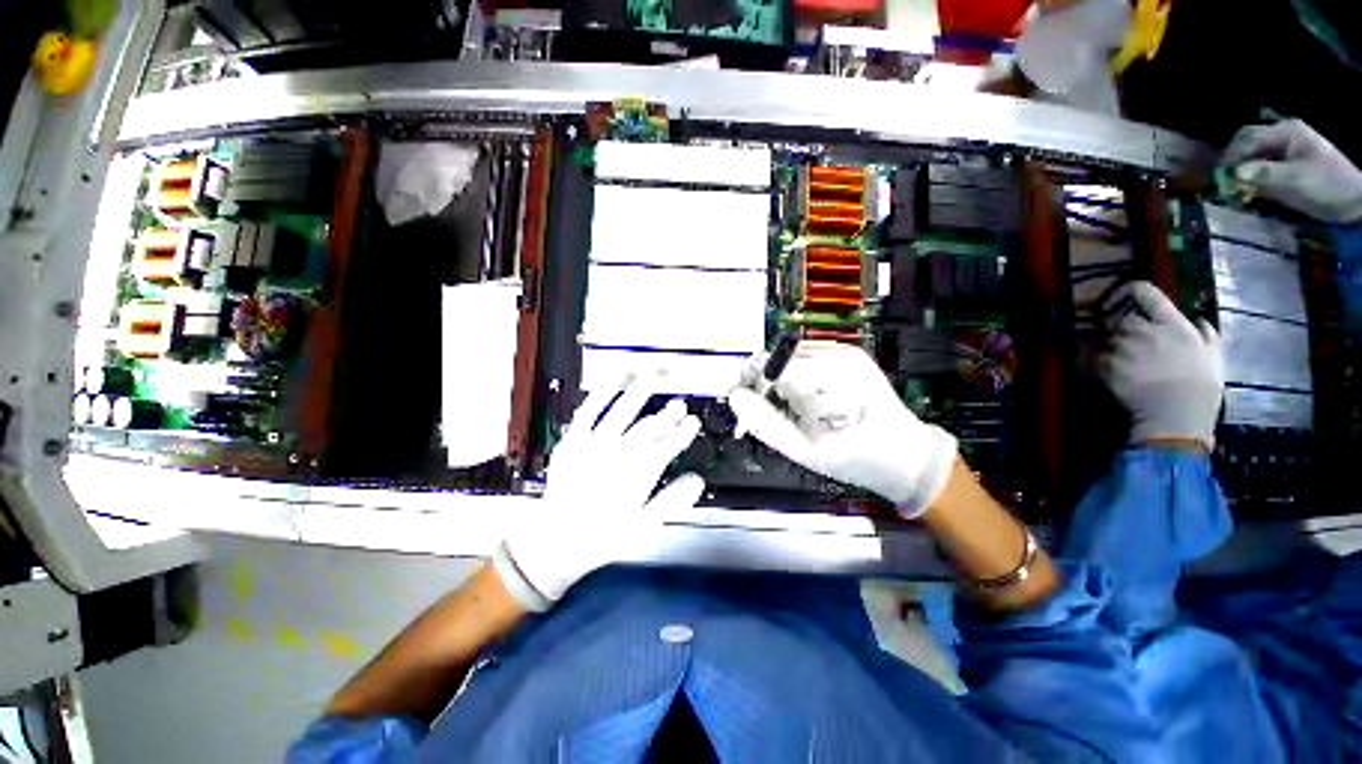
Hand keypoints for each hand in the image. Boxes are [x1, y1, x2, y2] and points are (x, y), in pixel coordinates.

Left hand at [494, 375, 703, 610]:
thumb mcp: (644, 526)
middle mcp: (621, 452)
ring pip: (624, 411)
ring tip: (653, 375)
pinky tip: (615, 377)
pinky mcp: (574, 439)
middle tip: (679, 404)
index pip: (670, 444)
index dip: (684, 432)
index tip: (693, 422)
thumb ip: (673, 500)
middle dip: (669, 414)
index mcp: (640, 472)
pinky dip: (604, 391)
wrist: (557, 540)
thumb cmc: (602, 535)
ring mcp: (596, 442)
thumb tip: (697, 479)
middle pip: (651, 426)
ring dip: (641, 392)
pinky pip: (591, 409)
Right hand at [727, 341, 956, 518]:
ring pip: (793, 356)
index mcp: (830, 380)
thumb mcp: (804, 450)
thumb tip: (735, 398)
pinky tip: (804, 396)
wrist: (905, 457)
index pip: (774, 365)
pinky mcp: (851, 356)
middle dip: (764, 381)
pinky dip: (797, 375)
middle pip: (781, 358)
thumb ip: (765, 423)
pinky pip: (809, 358)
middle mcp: (840, 356)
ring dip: (780, 378)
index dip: (749, 379)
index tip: (735, 396)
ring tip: (787, 406)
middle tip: (760, 407)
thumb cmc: (855, 459)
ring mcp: (847, 353)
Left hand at [1099, 282, 1223, 447]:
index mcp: (1171, 324)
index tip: (1130, 293)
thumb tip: (1197, 320)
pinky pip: (1097, 357)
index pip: (1146, 293)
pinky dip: (1102, 362)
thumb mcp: (1214, 354)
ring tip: (1125, 359)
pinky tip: (1114, 371)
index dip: (1134, 290)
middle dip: (1124, 327)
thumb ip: (1205, 333)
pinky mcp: (1106, 365)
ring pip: (1108, 338)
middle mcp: (1143, 331)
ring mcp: (1122, 347)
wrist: (1175, 413)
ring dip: (1114, 345)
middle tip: (1132, 339)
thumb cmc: (1201, 385)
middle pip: (1122, 318)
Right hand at [1222, 119, 1361, 222]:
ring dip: (1243, 173)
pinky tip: (1249, 191)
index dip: (1230, 157)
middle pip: (1248, 146)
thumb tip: (1234, 175)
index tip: (1218, 178)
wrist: (1356, 202)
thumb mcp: (1297, 180)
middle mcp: (1284, 137)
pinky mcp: (1289, 166)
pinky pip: (1263, 168)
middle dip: (1234, 165)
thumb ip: (1265, 175)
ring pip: (1254, 158)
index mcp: (1286, 132)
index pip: (1247, 138)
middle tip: (1223, 185)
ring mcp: (1287, 151)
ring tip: (1235, 190)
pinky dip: (1253, 179)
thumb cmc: (1329, 185)